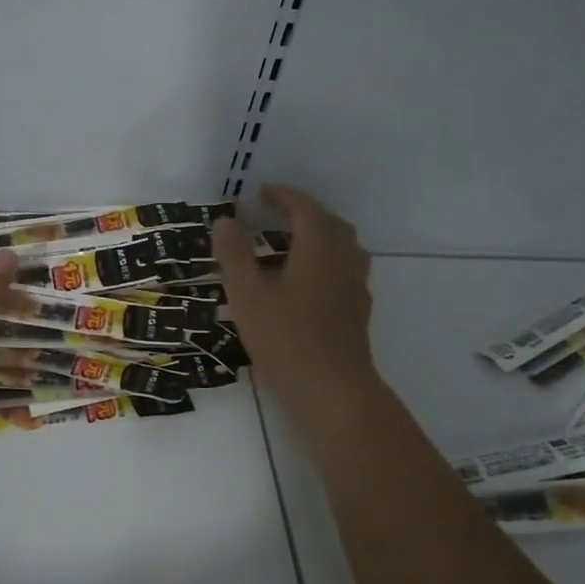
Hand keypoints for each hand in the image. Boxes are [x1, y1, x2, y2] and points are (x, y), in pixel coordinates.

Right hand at [213, 185, 378, 412]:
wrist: (332, 390)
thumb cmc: (286, 339)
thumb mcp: (248, 295)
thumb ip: (235, 255)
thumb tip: (226, 220)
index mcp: (318, 249)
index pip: (305, 209)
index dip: (284, 196)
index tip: (261, 193)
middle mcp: (344, 261)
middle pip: (330, 224)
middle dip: (304, 212)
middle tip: (276, 215)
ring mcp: (355, 287)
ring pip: (343, 248)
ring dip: (320, 236)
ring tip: (291, 245)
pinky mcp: (358, 312)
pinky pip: (346, 271)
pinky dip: (327, 262)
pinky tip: (307, 283)